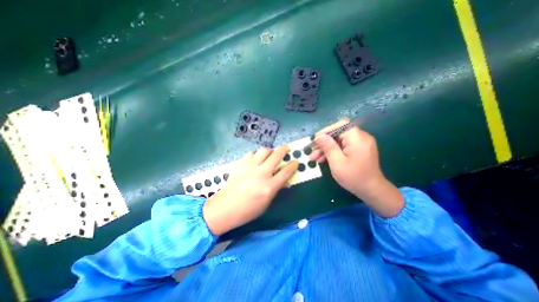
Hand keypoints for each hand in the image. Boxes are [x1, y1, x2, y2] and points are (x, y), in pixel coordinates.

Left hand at [202, 146, 299, 233]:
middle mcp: (261, 174)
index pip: (285, 172)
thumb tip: (284, 179)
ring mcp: (250, 167)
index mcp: (269, 187)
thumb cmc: (249, 209)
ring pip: (264, 150)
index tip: (295, 161)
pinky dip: (256, 155)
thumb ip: (276, 188)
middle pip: (276, 156)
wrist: (226, 207)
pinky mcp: (241, 164)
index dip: (293, 165)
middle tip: (286, 148)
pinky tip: (255, 159)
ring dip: (270, 151)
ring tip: (270, 153)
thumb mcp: (267, 202)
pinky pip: (251, 153)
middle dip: (284, 150)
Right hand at [310, 119, 401, 216]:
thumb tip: (319, 136)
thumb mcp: (337, 162)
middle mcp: (360, 137)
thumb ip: (328, 147)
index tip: (315, 140)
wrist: (372, 191)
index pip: (340, 125)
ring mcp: (360, 143)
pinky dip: (333, 151)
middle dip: (324, 143)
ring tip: (314, 158)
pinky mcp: (358, 150)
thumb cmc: (354, 177)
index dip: (326, 131)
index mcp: (357, 138)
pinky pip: (343, 146)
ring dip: (326, 148)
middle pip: (338, 134)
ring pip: (338, 141)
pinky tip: (323, 159)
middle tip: (312, 152)